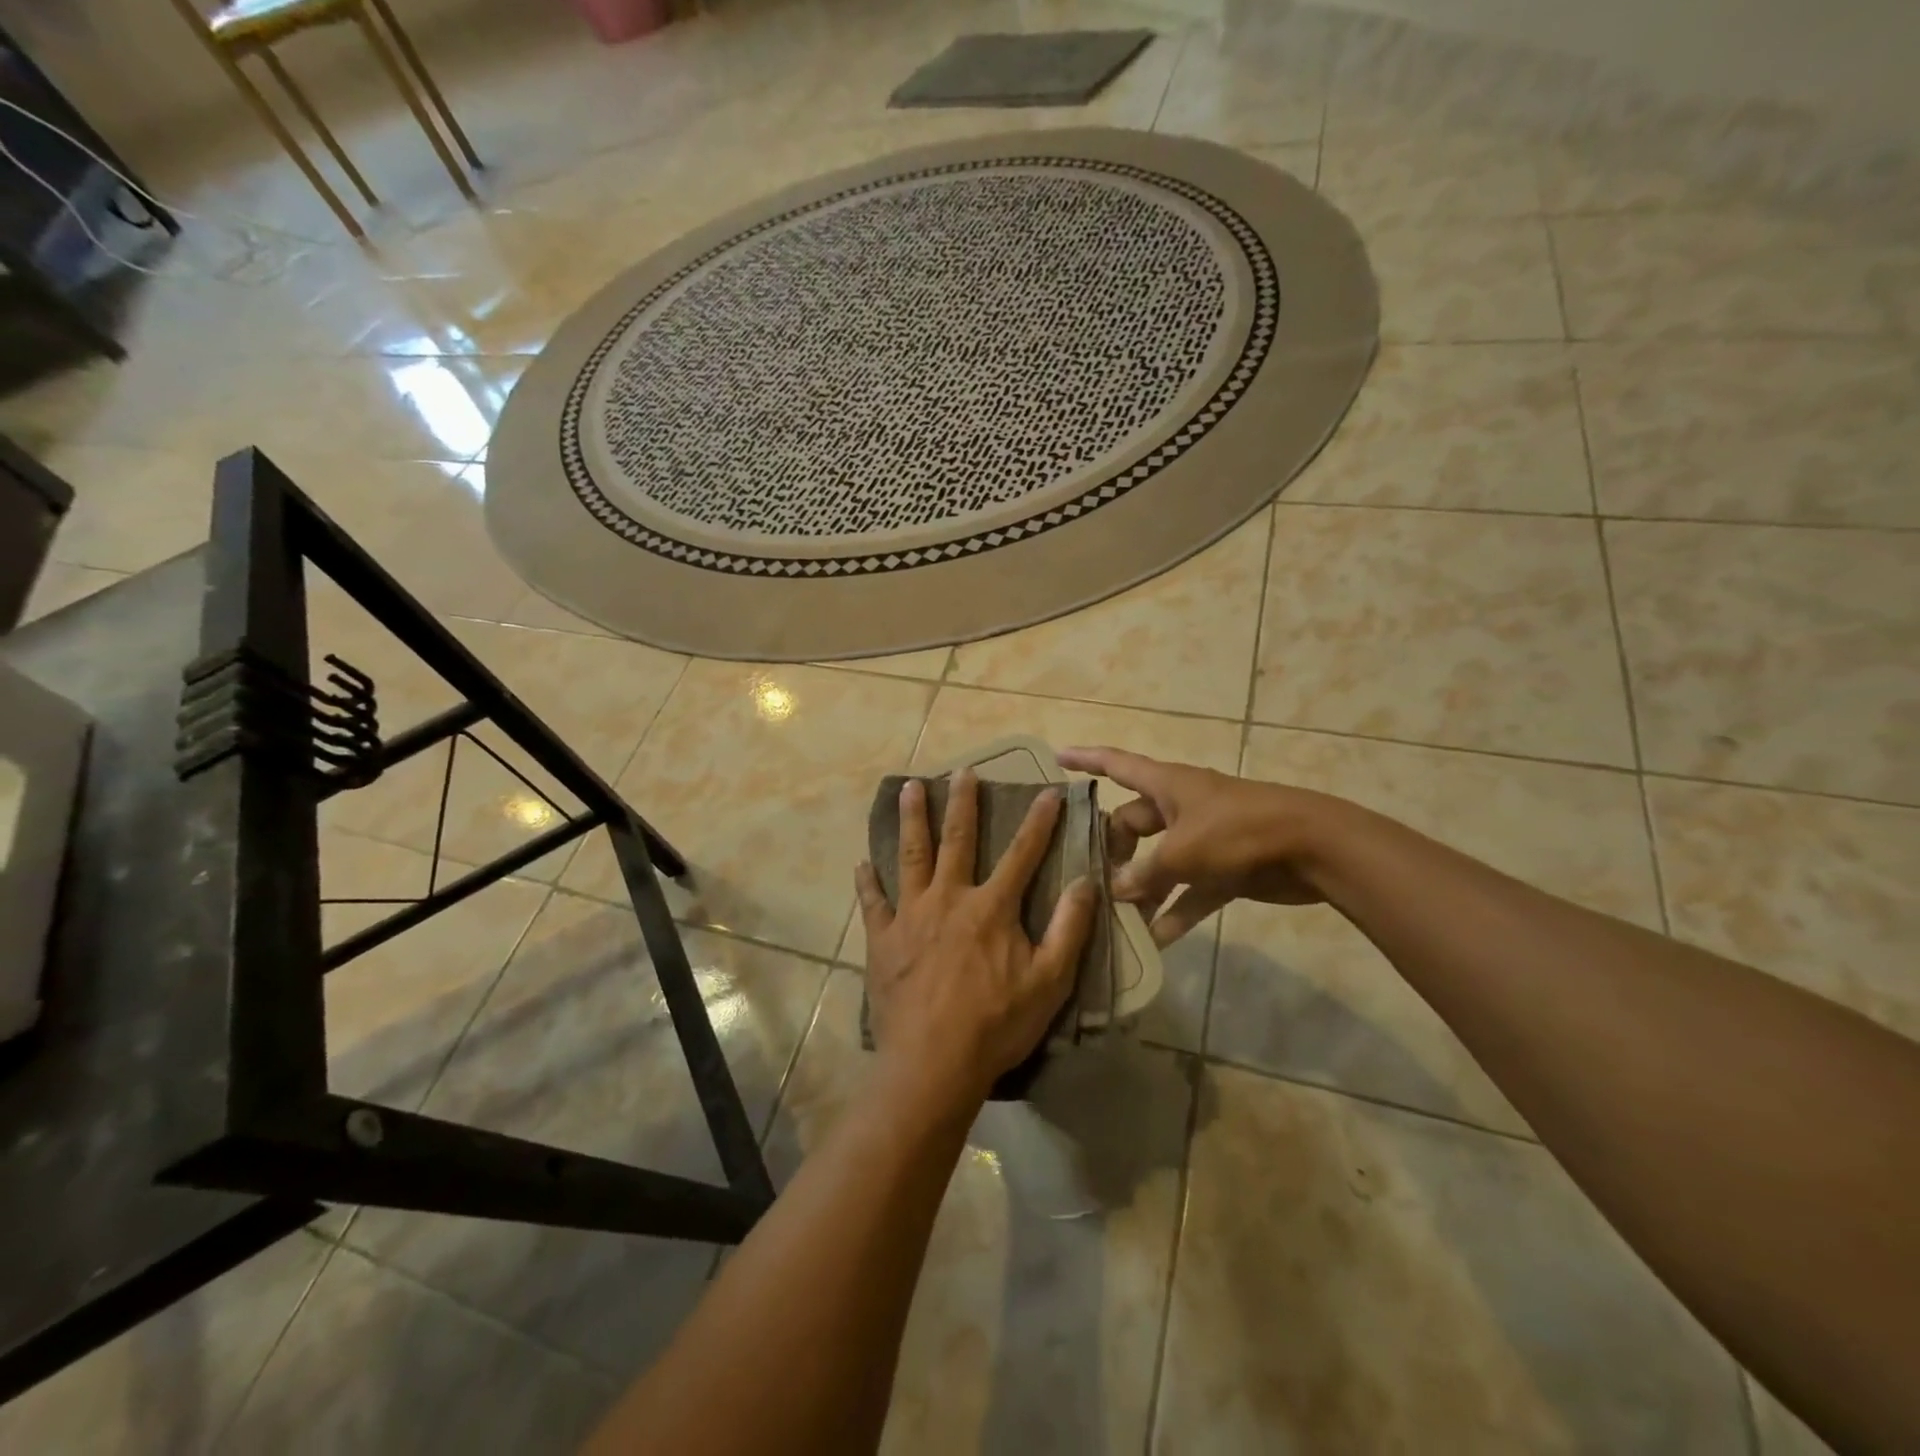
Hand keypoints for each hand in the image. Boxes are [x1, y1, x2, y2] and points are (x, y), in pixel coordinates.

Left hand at [855, 769, 1097, 1103]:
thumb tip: (1085, 882)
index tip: (1048, 791)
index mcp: (991, 908)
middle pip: (957, 840)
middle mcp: (948, 898)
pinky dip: (868, 882)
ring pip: (911, 856)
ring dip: (912, 820)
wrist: (932, 1063)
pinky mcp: (882, 939)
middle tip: (962, 771)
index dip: (1038, 822)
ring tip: (910, 787)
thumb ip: (1069, 929)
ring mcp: (910, 916)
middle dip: (963, 803)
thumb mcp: (1049, 981)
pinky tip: (862, 864)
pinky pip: (873, 903)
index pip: (1021, 854)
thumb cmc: (996, 1024)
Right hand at [1057, 746, 1341, 945]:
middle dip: (1112, 851)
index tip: (1057, 758)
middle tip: (1089, 881)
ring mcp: (1204, 838)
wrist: (1313, 848)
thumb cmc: (1240, 832)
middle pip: (1133, 823)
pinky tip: (1156, 941)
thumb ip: (1145, 873)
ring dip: (1142, 890)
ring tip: (1115, 919)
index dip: (1086, 760)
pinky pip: (1190, 891)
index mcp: (1167, 785)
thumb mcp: (1182, 852)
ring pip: (1160, 863)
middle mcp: (1181, 807)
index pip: (1116, 764)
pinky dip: (1176, 912)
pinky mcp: (1226, 869)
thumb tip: (1118, 891)